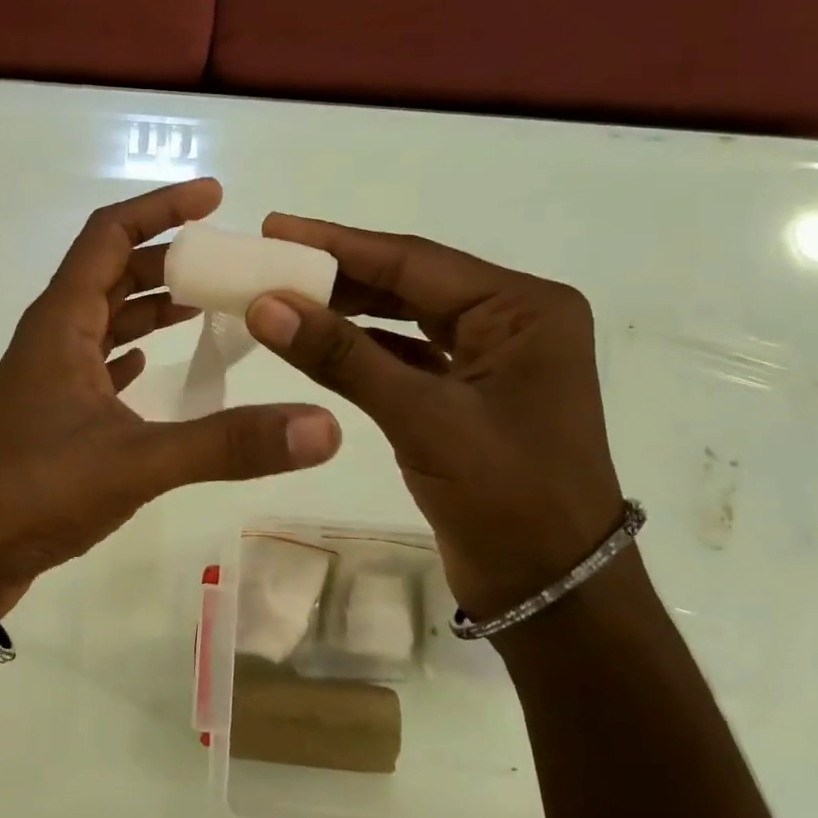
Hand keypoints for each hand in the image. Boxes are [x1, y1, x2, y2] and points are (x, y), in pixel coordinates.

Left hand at [0, 180, 341, 617]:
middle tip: (225, 262)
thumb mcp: (136, 462)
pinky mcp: (48, 418)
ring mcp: (46, 380)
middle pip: (110, 273)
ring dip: (148, 307)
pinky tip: (152, 367)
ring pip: (103, 322)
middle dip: (165, 258)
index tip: (214, 196)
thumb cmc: (33, 489)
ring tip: (205, 305)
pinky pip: (95, 367)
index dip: (161, 207)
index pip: (110, 234)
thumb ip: (228, 445)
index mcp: (63, 322)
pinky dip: (128, 355)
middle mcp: (52, 339)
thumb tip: (324, 428)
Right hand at [244, 215, 623, 619]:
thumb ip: (342, 356)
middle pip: (410, 283)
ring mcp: (493, 359)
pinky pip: (408, 355)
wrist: (553, 590)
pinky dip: (363, 349)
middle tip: (269, 258)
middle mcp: (513, 321)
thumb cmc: (506, 497)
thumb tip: (265, 304)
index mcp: (523, 308)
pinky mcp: (471, 394)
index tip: (275, 228)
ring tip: (282, 294)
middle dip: (338, 273)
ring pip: (406, 318)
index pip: (414, 261)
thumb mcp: (421, 418)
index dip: (338, 244)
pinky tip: (318, 342)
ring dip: (347, 310)